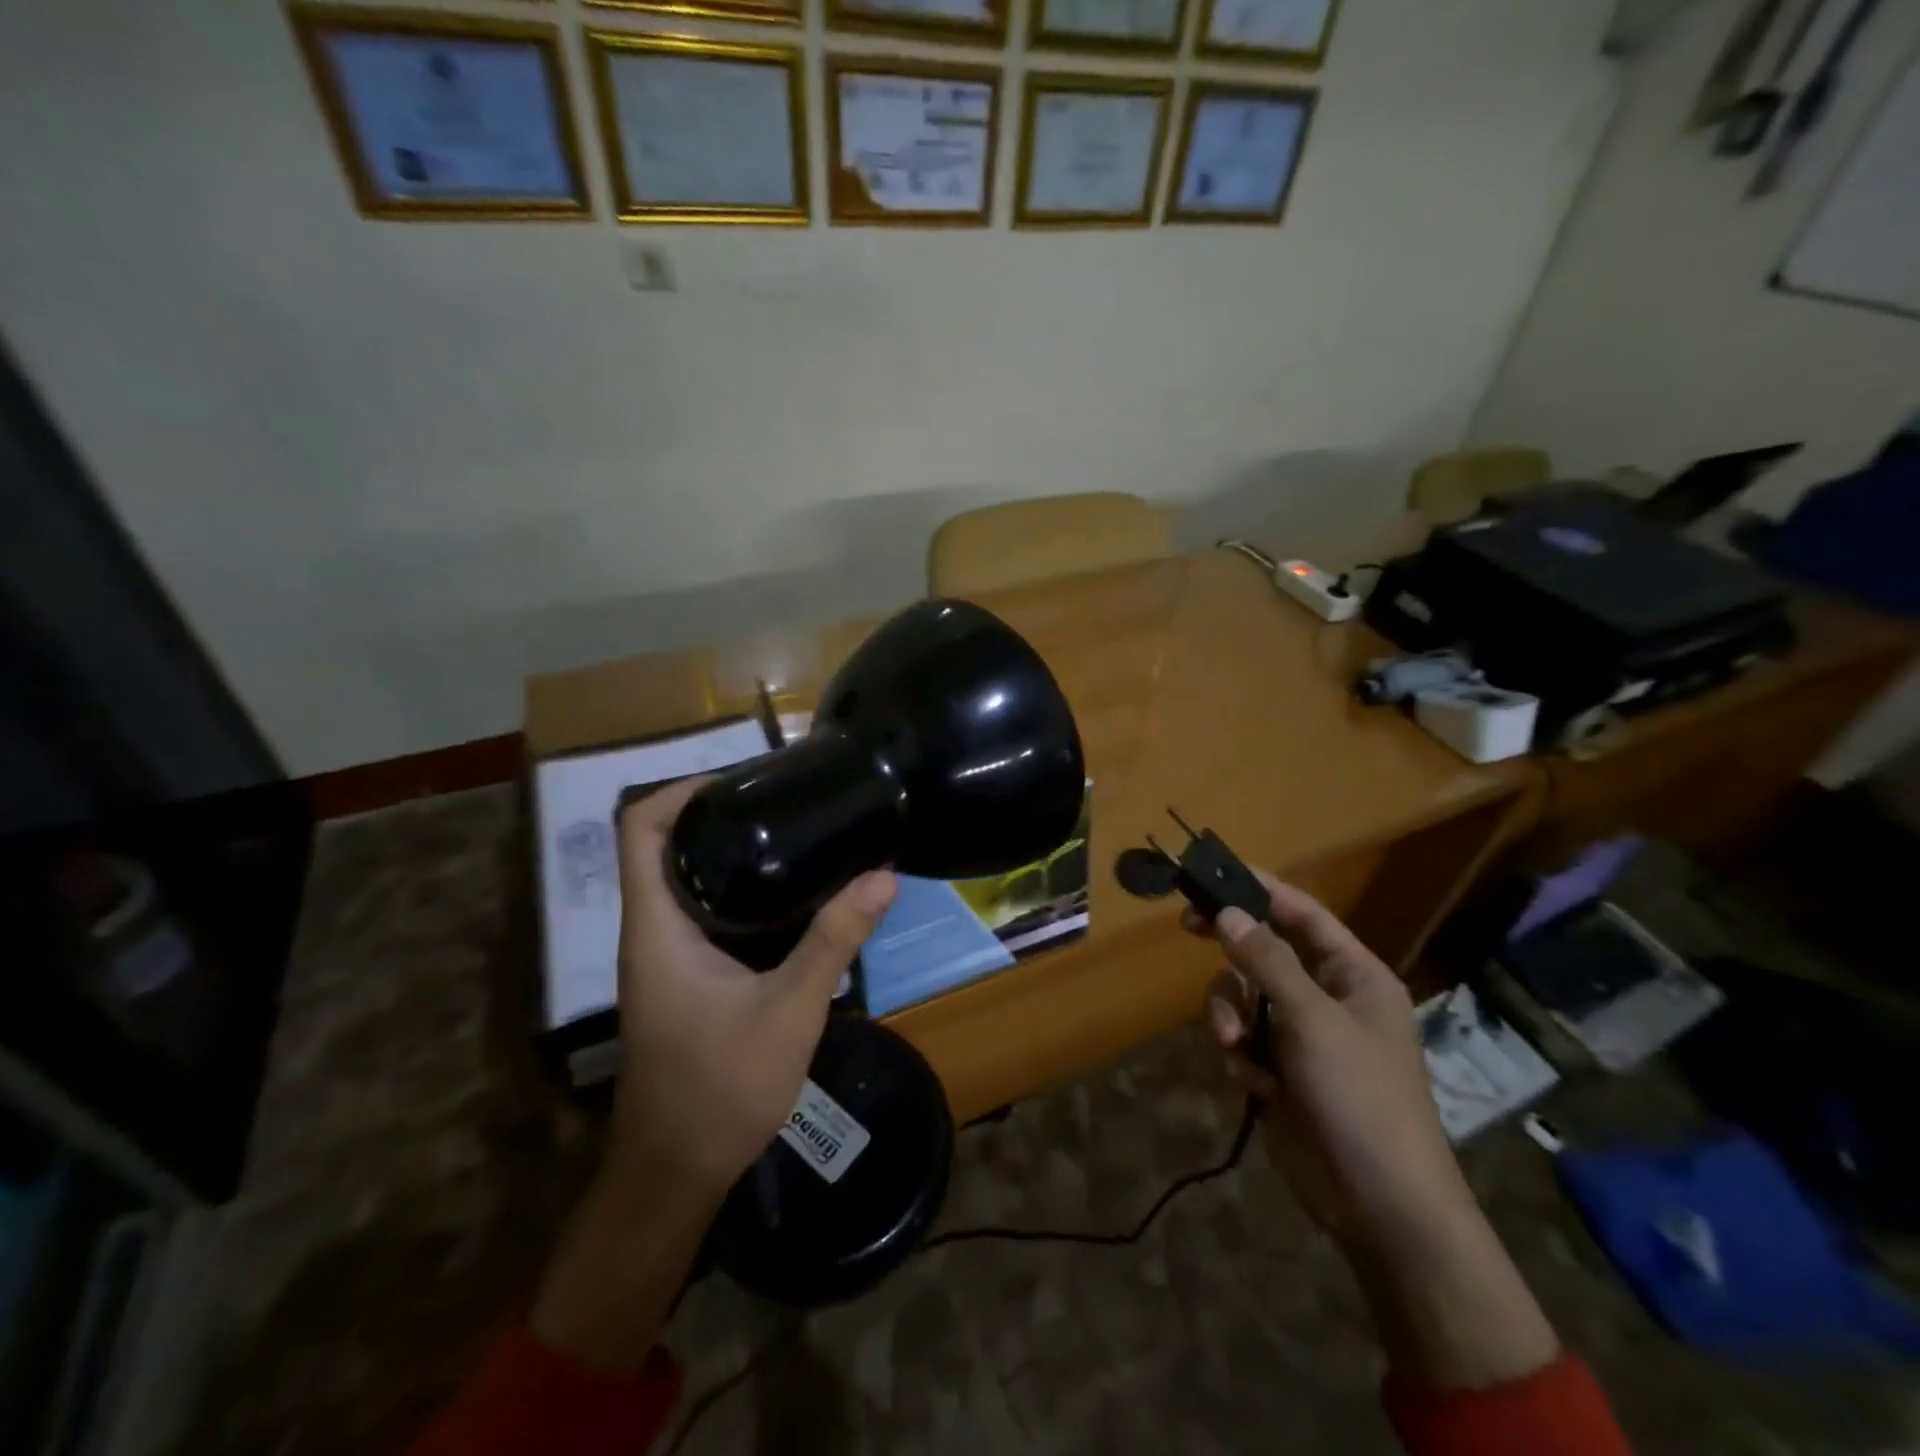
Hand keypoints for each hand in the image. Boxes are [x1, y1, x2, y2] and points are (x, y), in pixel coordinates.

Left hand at [606, 776, 897, 1192]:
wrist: (677, 1173)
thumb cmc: (720, 1090)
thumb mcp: (790, 1010)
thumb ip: (835, 941)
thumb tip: (882, 877)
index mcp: (656, 927)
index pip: (638, 829)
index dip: (680, 790)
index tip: (741, 781)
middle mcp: (651, 931)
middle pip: (664, 844)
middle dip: (718, 814)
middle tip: (785, 801)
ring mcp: (664, 956)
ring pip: (686, 879)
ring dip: (731, 852)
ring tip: (795, 835)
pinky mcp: (684, 977)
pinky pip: (704, 912)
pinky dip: (740, 891)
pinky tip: (791, 898)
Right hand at [1195, 871, 1559, 1391]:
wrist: (1379, 1204)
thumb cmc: (1360, 1097)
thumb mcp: (1312, 1020)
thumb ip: (1267, 961)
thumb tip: (1228, 911)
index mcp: (1354, 976)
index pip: (1304, 915)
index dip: (1263, 889)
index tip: (1215, 872)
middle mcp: (1326, 997)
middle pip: (1264, 951)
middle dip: (1231, 950)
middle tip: (1188, 925)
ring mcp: (1301, 1035)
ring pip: (1243, 996)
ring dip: (1229, 1015)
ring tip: (1233, 1045)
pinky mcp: (1279, 1070)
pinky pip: (1242, 1037)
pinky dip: (1239, 1053)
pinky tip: (1252, 1082)